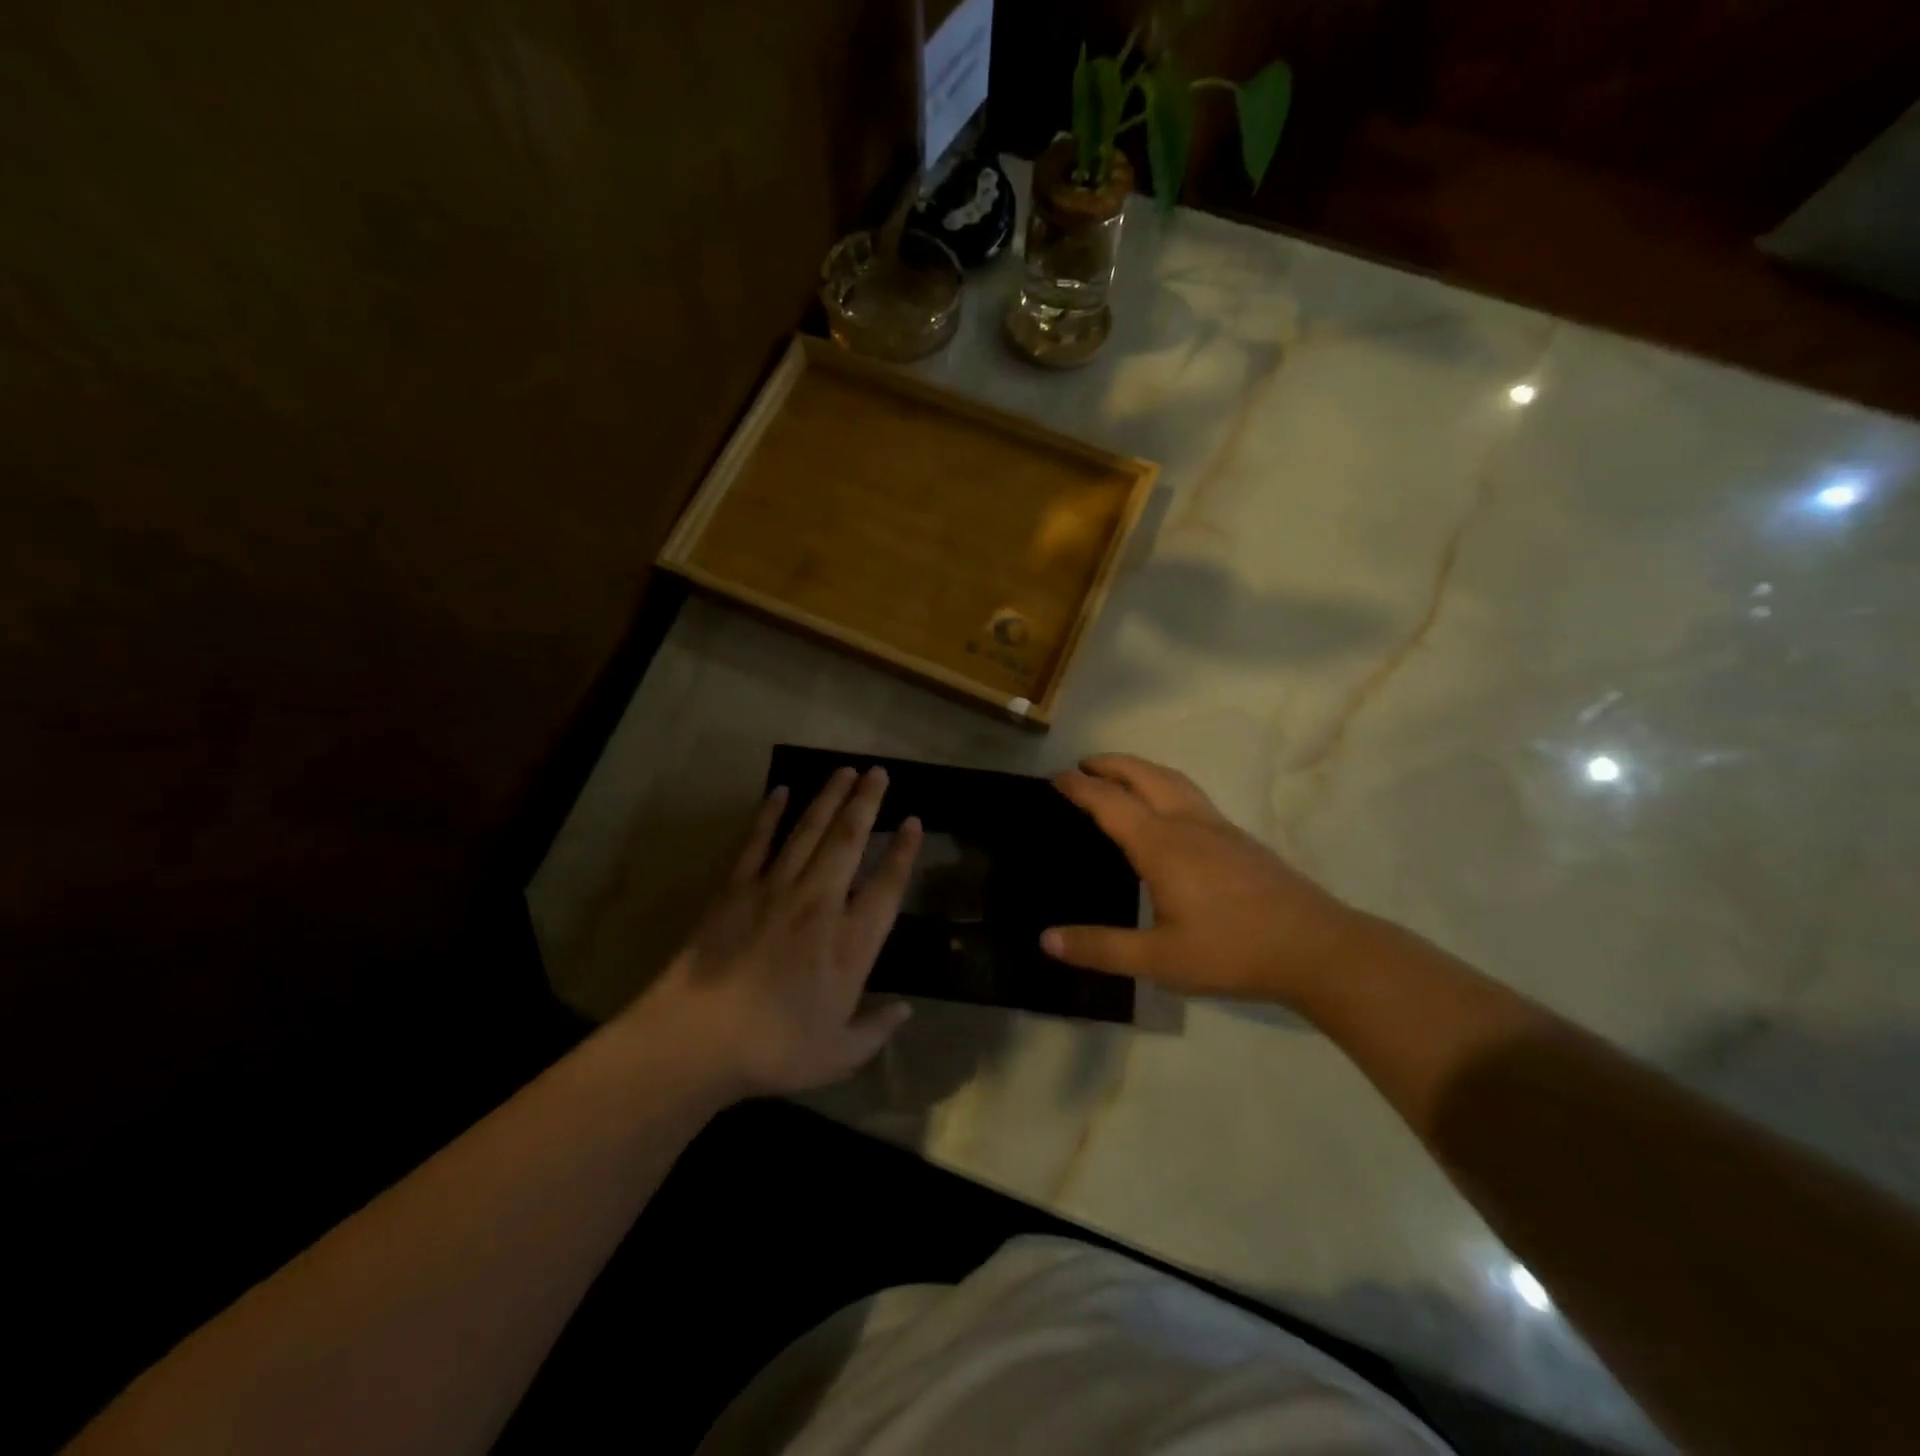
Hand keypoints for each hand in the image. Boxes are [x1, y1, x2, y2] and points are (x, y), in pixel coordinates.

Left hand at [640, 767, 922, 1097]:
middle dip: (868, 803)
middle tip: (879, 772)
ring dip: (829, 797)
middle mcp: (820, 903)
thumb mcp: (838, 1055)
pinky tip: (780, 791)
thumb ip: (875, 1029)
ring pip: (809, 831)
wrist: (700, 1040)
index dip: (903, 851)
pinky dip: (770, 814)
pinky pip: (758, 841)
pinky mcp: (736, 888)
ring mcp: (776, 889)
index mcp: (851, 942)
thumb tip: (905, 1010)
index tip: (914, 821)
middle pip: (849, 840)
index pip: (887, 885)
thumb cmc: (775, 1050)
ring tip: (845, 770)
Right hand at [1041, 755, 1365, 1005]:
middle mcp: (1188, 824)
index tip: (1055, 777)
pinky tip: (1169, 810)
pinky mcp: (1240, 839)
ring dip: (1140, 768)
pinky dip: (1165, 785)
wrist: (1317, 948)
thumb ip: (1102, 948)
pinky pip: (1192, 795)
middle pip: (1144, 776)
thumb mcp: (1160, 960)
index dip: (1080, 787)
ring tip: (1121, 775)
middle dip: (1111, 764)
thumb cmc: (1232, 951)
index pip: (1110, 803)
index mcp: (1162, 845)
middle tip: (1084, 765)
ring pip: (1173, 780)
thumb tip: (1046, 940)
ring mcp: (1219, 828)